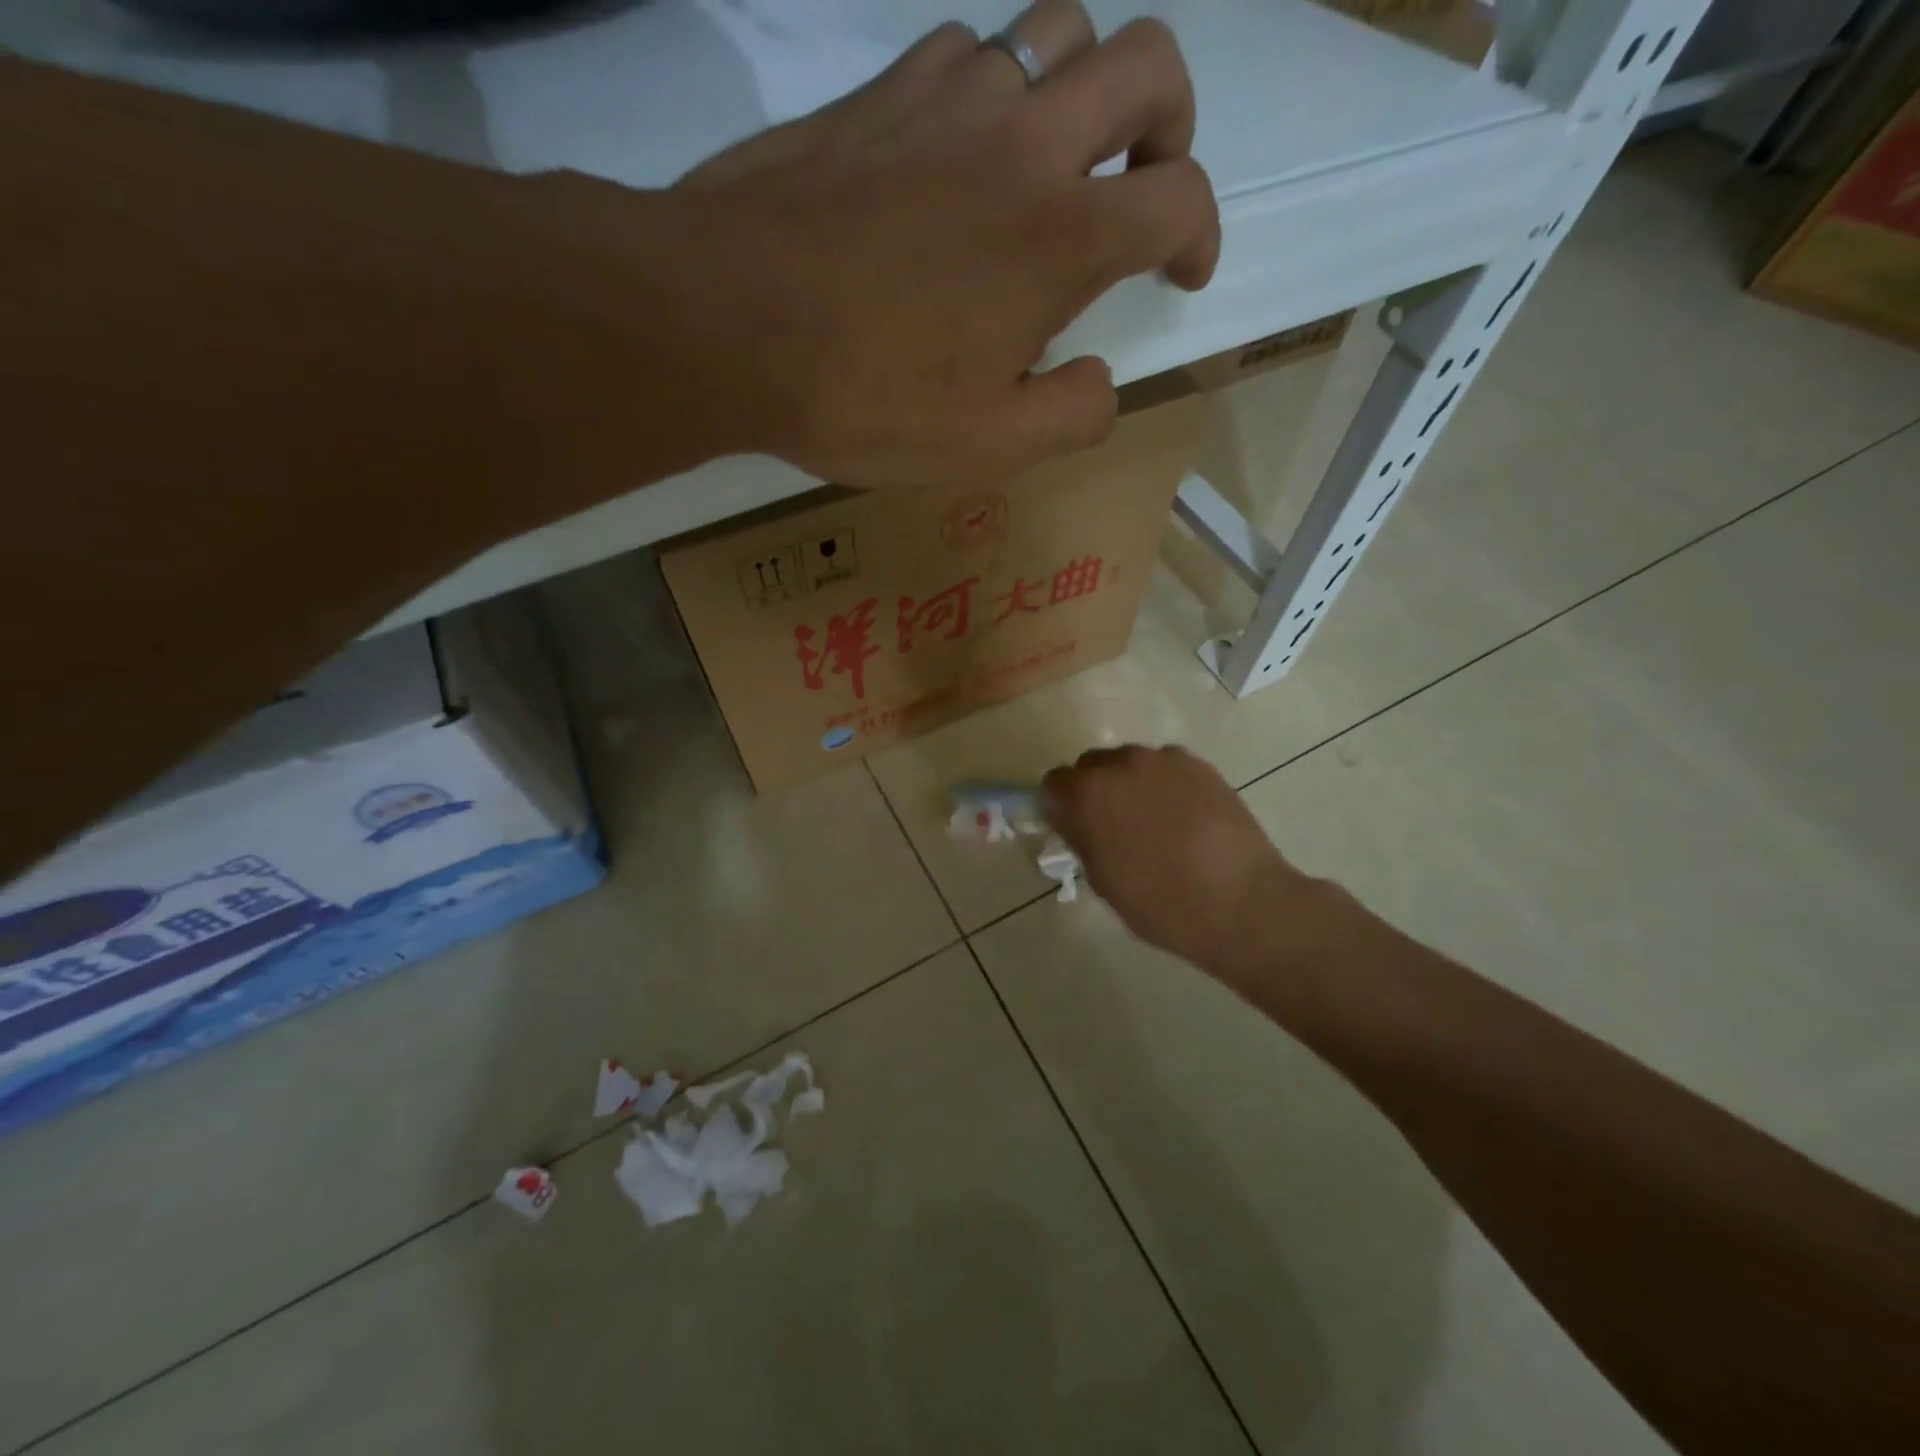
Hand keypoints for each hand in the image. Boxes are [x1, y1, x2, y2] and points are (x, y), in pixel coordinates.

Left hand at [671, 2, 1219, 485]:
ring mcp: (948, 100)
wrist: (732, 322)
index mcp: (1061, 237)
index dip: (1200, 235)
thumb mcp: (988, 446)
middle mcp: (1022, 143)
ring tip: (1052, 165)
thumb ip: (1071, 417)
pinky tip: (962, 155)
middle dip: (1168, 121)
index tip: (1182, 272)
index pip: (1180, 199)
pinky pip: (965, 51)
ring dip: (1080, 90)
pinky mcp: (881, 90)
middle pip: (1146, 63)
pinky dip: (991, 92)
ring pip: (1057, 31)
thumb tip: (1100, 383)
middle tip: (1142, 180)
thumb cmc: (868, 396)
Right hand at [1043, 745, 1327, 981]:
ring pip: (1131, 763)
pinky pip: (1166, 767)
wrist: (1241, 901)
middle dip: (1095, 789)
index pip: (1054, 783)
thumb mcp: (1103, 880)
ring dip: (1131, 784)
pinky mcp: (1198, 764)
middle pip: (1092, 765)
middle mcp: (1121, 764)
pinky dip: (1166, 785)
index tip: (1072, 826)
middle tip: (1112, 825)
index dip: (1059, 804)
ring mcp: (1163, 760)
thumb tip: (1072, 819)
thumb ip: (1080, 838)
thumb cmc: (1161, 904)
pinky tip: (1185, 817)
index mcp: (1088, 794)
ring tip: (1155, 821)